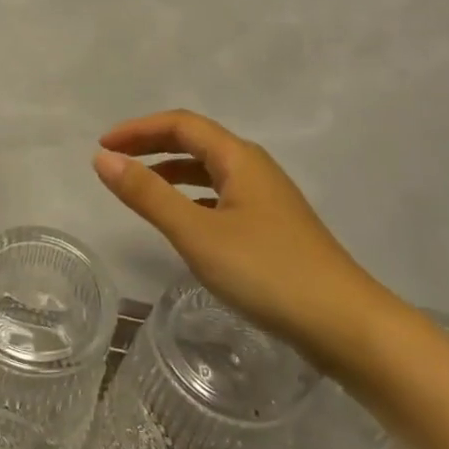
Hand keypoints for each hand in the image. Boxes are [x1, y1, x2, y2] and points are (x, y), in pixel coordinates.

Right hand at [92, 110, 395, 355]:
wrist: (345, 324)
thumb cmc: (267, 271)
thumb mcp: (198, 233)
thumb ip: (148, 195)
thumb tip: (103, 158)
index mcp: (240, 158)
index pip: (182, 124)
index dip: (139, 129)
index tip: (103, 146)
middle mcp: (255, 169)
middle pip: (197, 142)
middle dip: (153, 146)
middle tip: (114, 161)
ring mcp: (268, 200)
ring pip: (211, 171)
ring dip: (172, 172)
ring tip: (139, 188)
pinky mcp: (273, 229)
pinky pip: (222, 197)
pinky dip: (192, 199)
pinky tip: (183, 223)